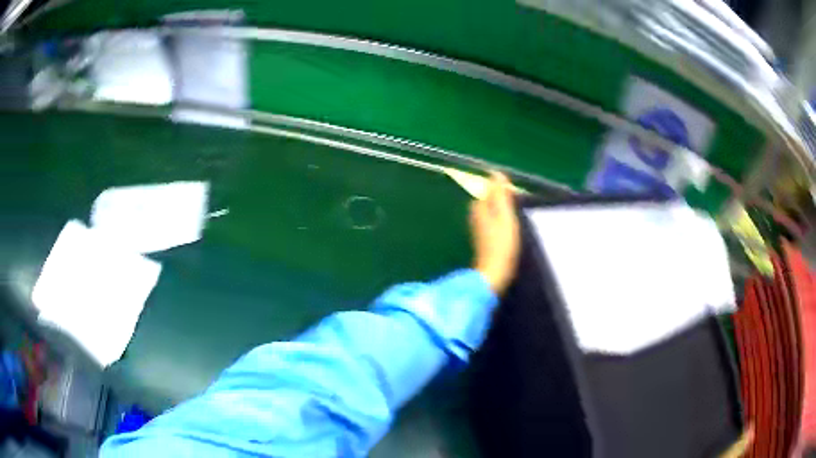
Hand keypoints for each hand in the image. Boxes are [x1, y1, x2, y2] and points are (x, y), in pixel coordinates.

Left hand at [469, 172, 519, 294]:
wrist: (494, 272)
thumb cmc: (502, 243)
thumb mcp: (505, 215)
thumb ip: (500, 195)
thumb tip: (496, 173)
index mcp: (479, 207)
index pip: (489, 190)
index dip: (502, 190)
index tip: (515, 195)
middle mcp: (475, 216)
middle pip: (489, 201)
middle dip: (501, 200)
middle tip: (517, 206)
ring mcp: (478, 229)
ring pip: (491, 213)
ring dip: (502, 212)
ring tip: (515, 219)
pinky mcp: (483, 240)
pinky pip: (492, 224)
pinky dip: (500, 224)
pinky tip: (509, 232)